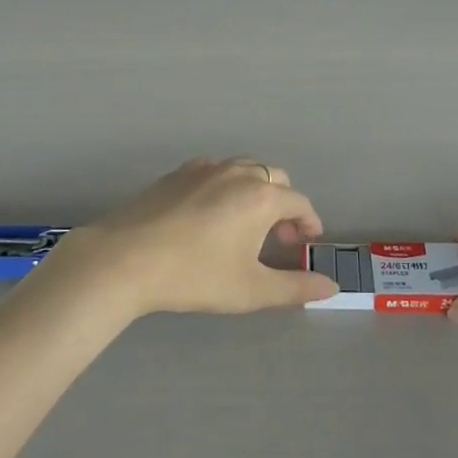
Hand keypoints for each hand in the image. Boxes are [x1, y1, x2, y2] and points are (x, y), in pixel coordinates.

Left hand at [32, 159, 334, 318]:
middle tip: (278, 237)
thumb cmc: (195, 275)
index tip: (306, 243)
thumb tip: (332, 286)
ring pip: (244, 170)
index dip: (309, 223)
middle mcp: (238, 173)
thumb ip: (295, 287)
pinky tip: (210, 215)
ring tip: (245, 225)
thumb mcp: (250, 289)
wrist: (125, 258)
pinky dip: (226, 186)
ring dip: (256, 191)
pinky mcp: (177, 173)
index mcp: (261, 196)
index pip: (299, 202)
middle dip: (284, 204)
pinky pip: (215, 171)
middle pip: (275, 178)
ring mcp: (205, 168)